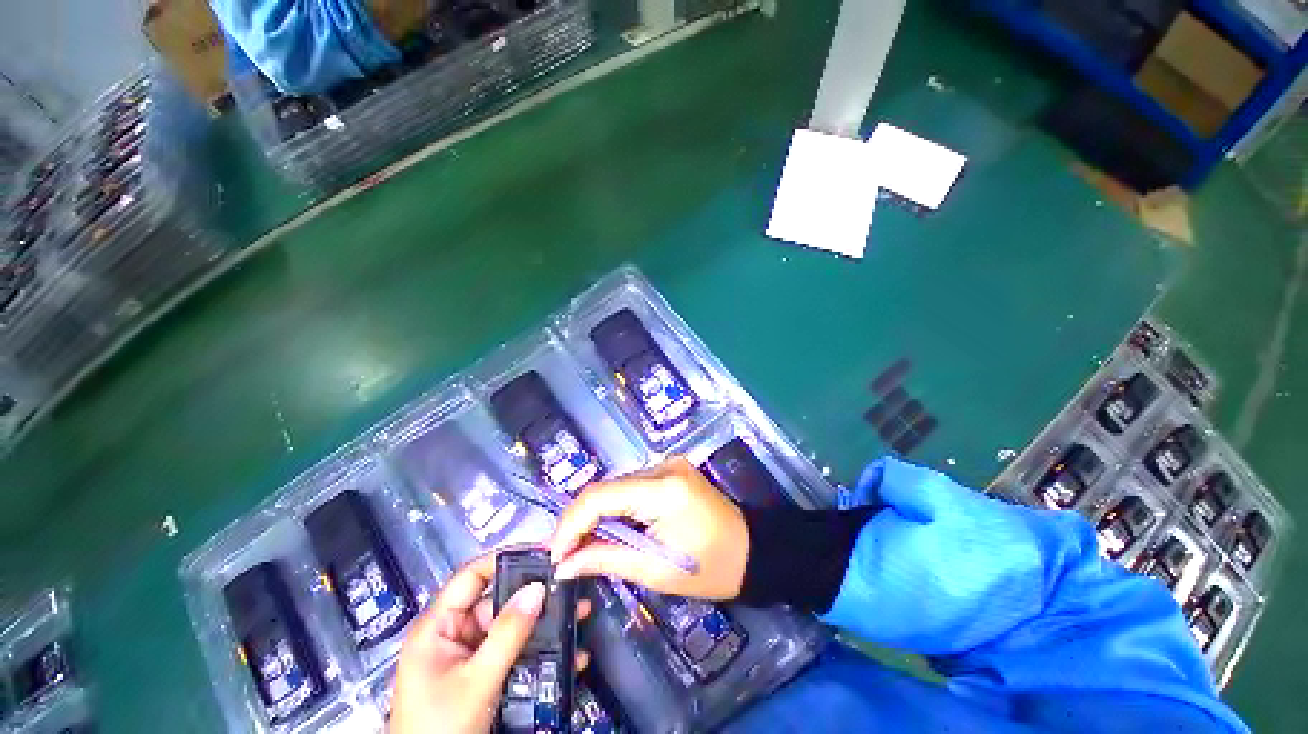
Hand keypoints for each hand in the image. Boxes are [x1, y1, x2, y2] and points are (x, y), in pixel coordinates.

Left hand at [390, 552, 590, 733]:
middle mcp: (453, 634)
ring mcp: (469, 655)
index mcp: (437, 627)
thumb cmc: (441, 729)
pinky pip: (514, 652)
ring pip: (511, 627)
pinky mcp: (482, 674)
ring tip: (576, 613)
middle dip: (534, 595)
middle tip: (567, 585)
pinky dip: (539, 649)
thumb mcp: (476, 682)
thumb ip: (507, 634)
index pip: (471, 576)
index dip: (504, 559)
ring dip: (543, 623)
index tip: (541, 552)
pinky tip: (567, 650)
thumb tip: (537, 588)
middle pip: (497, 601)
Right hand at [550, 456, 748, 599]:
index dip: (571, 523)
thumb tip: (564, 564)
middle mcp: (663, 466)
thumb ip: (607, 559)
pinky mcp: (670, 469)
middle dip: (581, 520)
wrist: (753, 550)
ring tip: (583, 545)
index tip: (555, 553)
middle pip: (607, 488)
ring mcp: (668, 463)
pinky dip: (616, 508)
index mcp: (664, 489)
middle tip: (565, 554)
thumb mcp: (656, 570)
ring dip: (597, 514)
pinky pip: (631, 486)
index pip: (602, 495)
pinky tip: (610, 529)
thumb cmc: (711, 568)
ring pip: (617, 486)